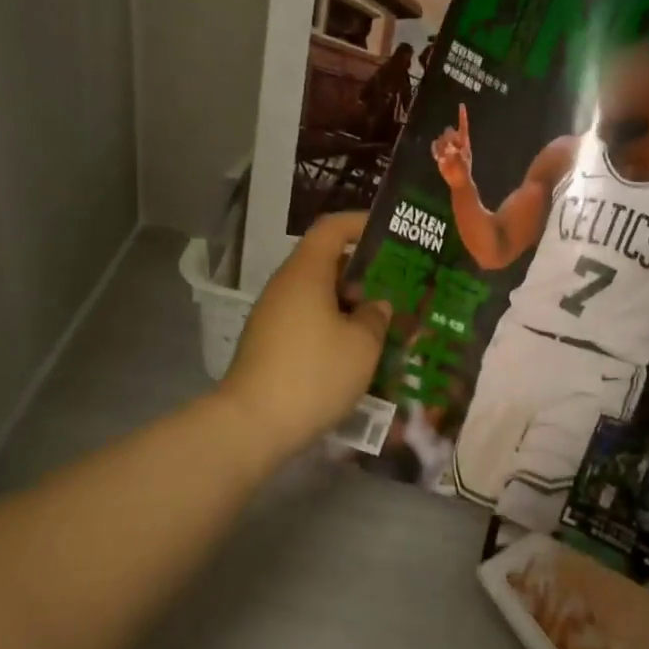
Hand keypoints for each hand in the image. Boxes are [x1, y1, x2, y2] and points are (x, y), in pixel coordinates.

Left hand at [219, 212, 392, 453]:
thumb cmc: (314, 374)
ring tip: (382, 319)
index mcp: (306, 273)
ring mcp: (272, 316)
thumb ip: (375, 317)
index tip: (390, 232)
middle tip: (397, 283)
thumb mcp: (362, 345)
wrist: (252, 425)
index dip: (360, 223)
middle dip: (362, 270)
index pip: (332, 229)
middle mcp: (285, 286)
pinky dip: (332, 324)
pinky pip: (306, 319)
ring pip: (316, 294)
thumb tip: (375, 306)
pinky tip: (355, 349)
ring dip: (348, 302)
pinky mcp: (268, 343)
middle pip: (325, 262)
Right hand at [432, 104, 472, 188]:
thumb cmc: (462, 170)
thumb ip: (454, 147)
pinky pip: (435, 146)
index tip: (461, 105)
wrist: (457, 180)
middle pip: (449, 131)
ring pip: (441, 139)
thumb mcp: (460, 158)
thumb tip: (447, 143)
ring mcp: (448, 147)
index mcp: (464, 142)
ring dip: (441, 146)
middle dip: (447, 138)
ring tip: (446, 157)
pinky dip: (436, 150)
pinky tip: (439, 157)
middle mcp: (456, 142)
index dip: (462, 115)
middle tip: (450, 150)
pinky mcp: (441, 153)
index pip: (463, 125)